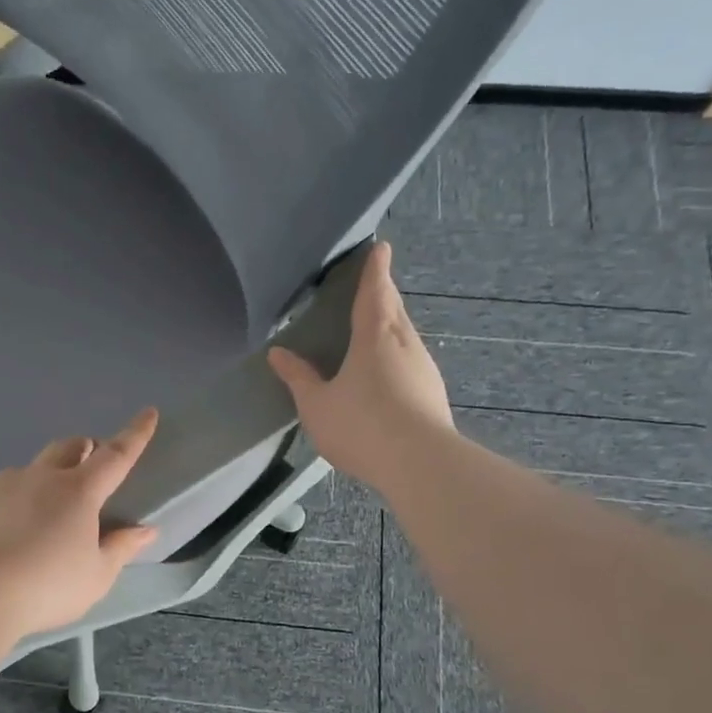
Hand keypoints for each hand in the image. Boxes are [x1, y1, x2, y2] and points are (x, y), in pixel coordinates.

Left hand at [0, 408, 160, 638]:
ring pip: (31, 467)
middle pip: (68, 446)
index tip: (148, 414)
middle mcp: (41, 478)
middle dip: (85, 448)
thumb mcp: (96, 576)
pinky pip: (0, 493)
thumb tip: (145, 530)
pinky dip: (13, 502)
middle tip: (92, 465)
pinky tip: (8, 531)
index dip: (135, 434)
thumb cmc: (47, 587)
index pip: (115, 455)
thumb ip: (121, 548)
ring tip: (46, 506)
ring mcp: (2, 487)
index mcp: (79, 492)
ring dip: (46, 474)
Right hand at [267, 241, 453, 493]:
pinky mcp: (433, 393)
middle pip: (395, 310)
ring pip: (406, 336)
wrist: (420, 464)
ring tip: (376, 328)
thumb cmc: (361, 425)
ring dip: (392, 326)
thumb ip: (299, 378)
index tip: (380, 248)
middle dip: (384, 295)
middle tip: (374, 285)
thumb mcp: (317, 405)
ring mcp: (424, 369)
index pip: (375, 292)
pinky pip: (412, 361)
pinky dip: (399, 355)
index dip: (375, 270)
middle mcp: (405, 344)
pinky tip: (389, 373)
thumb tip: (278, 353)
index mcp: (375, 336)